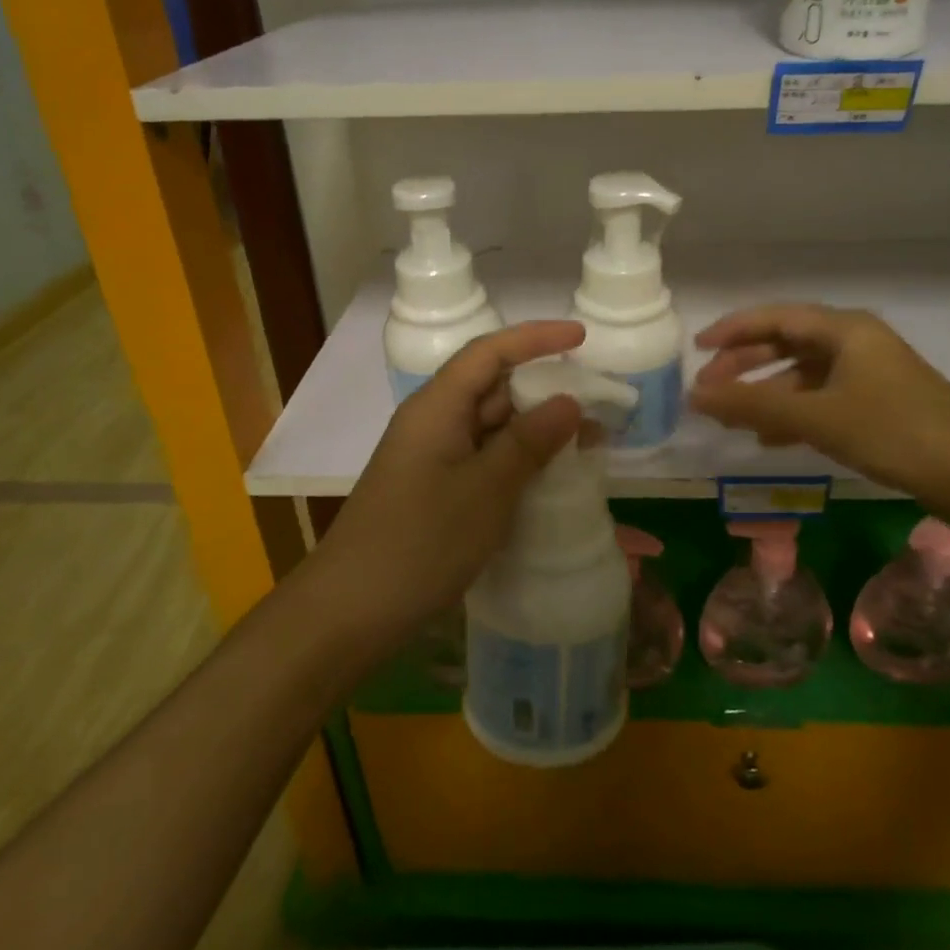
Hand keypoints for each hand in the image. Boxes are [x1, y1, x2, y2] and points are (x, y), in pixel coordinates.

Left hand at [306, 321, 585, 652]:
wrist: (351, 612)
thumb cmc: (419, 542)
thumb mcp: (485, 489)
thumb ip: (529, 442)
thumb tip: (569, 401)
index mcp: (437, 407)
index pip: (490, 352)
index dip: (536, 338)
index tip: (582, 337)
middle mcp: (433, 422)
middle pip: (492, 386)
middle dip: (545, 388)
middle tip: (598, 401)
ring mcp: (433, 457)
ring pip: (492, 426)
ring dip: (537, 429)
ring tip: (590, 440)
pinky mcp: (436, 489)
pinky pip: (484, 458)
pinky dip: (519, 460)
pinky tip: (552, 476)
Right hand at [689, 304, 949, 502]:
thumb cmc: (895, 432)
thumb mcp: (817, 417)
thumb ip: (753, 404)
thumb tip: (695, 395)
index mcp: (843, 329)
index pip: (773, 318)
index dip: (732, 330)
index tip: (696, 350)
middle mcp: (854, 342)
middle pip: (785, 343)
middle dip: (744, 365)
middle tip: (707, 388)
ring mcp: (867, 373)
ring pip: (802, 375)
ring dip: (766, 393)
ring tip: (733, 419)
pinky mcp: (877, 404)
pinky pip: (821, 398)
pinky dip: (792, 413)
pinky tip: (772, 438)